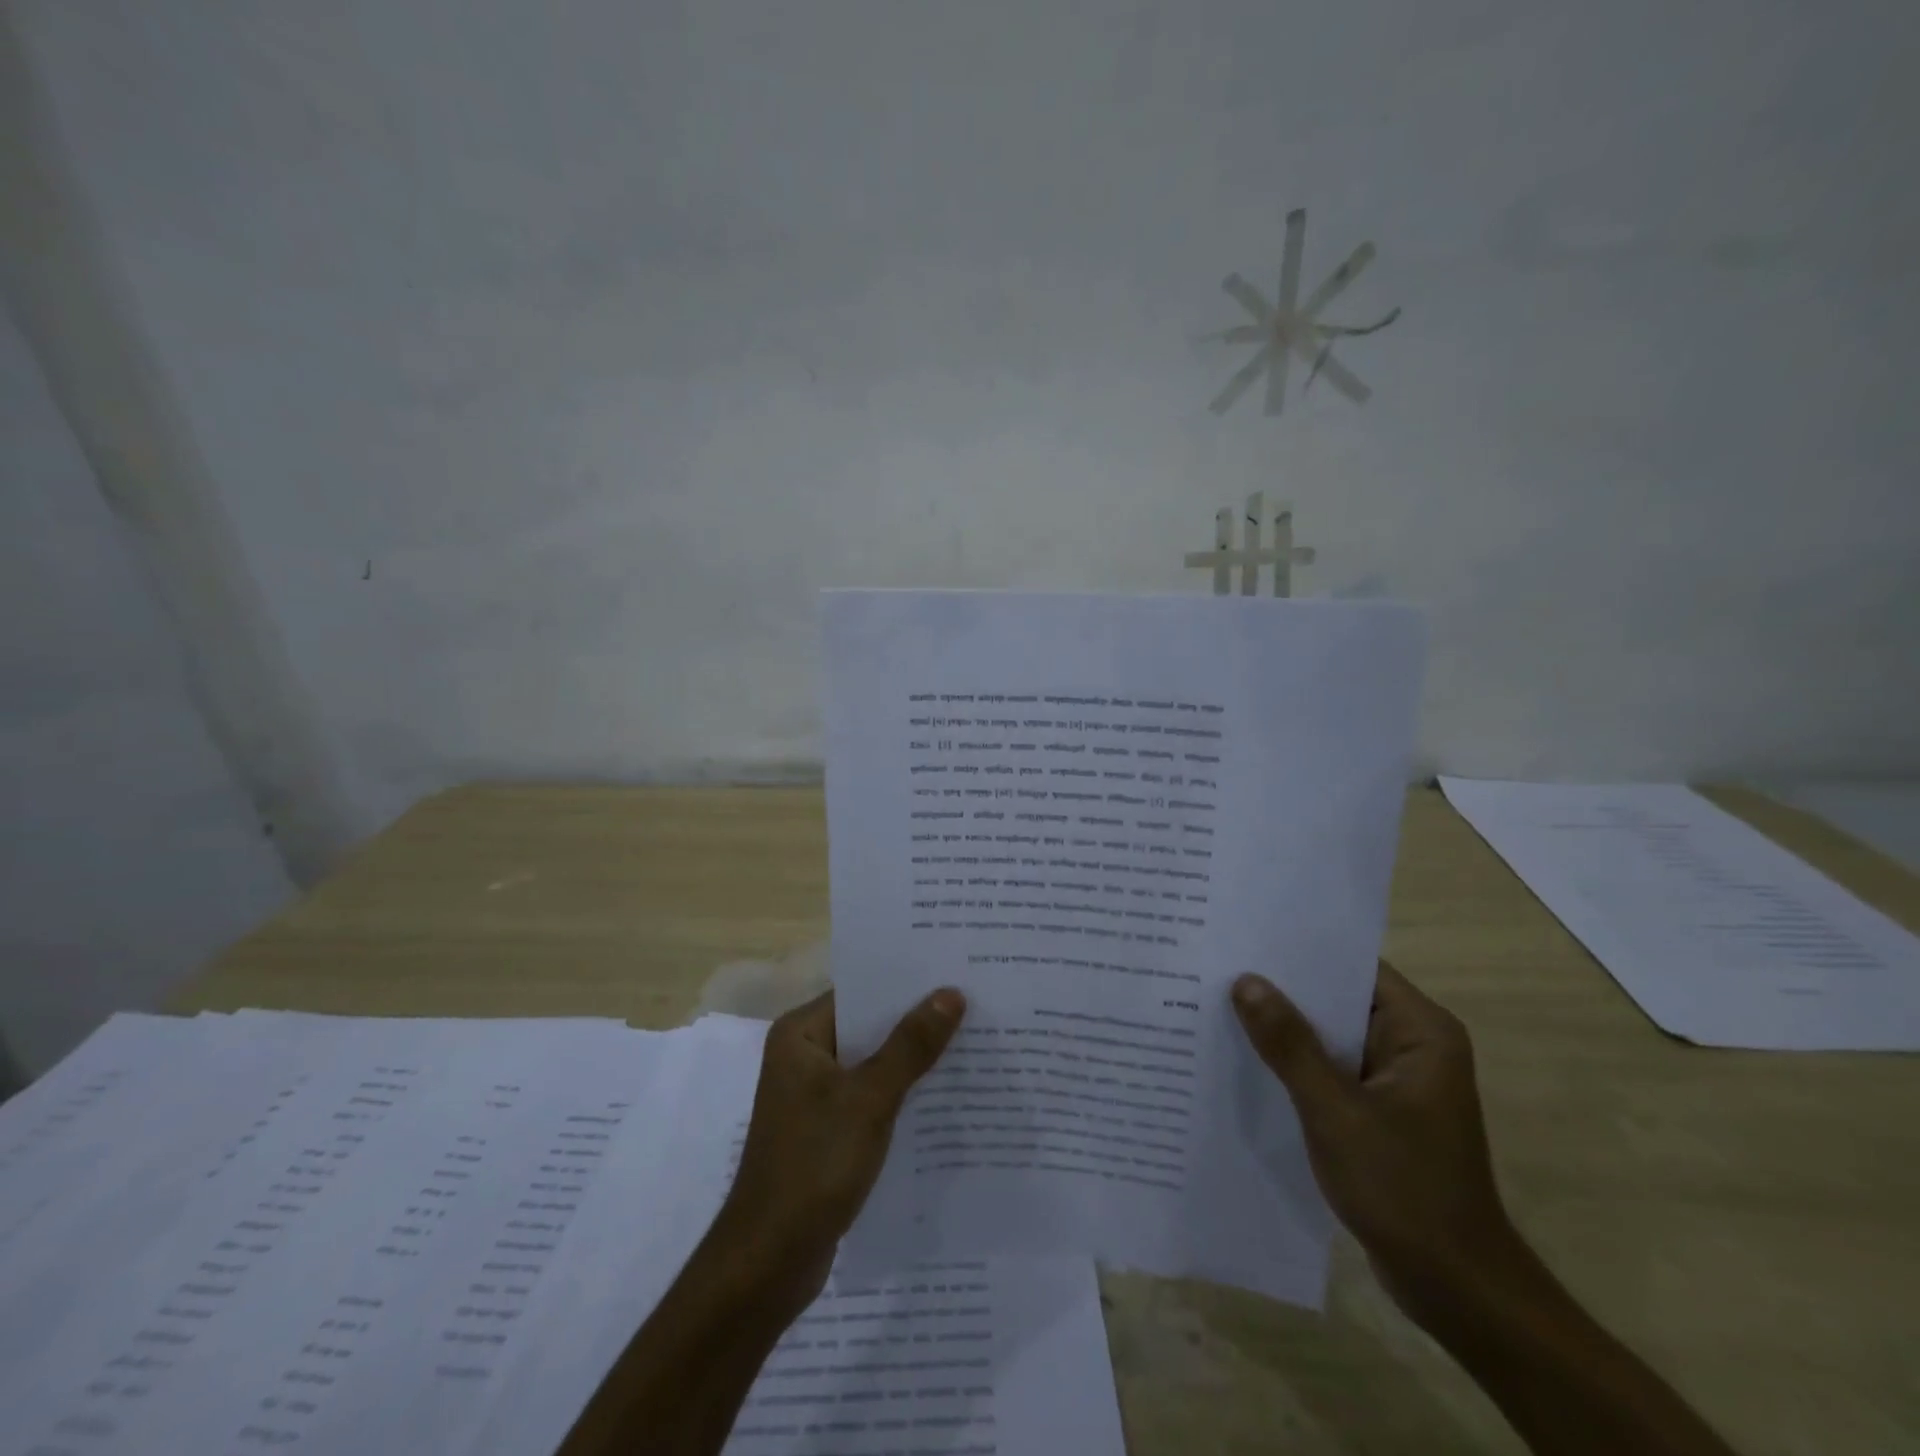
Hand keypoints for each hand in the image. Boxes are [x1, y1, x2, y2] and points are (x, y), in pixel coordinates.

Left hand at [714, 988, 965, 1311]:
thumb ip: (910, 1045)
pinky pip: (871, 1097)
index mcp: (800, 1034)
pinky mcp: (827, 1130)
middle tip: (974, 1004)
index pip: (861, 992)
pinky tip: (945, 1095)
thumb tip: (950, 993)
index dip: (907, 983)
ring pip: (873, 1063)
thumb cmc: (813, 1165)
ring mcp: (814, 1096)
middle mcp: (804, 1056)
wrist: (768, 1262)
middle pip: (869, 1026)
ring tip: (972, 1042)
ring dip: (913, 1059)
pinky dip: (901, 1094)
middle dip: (917, 1021)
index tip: (955, 972)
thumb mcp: (869, 1099)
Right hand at [1232, 962, 1523, 1322]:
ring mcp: (1395, 1080)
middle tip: (1216, 967)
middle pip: (1337, 999)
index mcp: (1420, 1031)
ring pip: (1328, 1036)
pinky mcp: (1378, 1111)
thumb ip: (1289, 1044)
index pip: (1351, 967)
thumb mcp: (1336, 1111)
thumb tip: (1245, 981)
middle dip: (1281, 990)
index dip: (1298, 951)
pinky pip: (1329, 1070)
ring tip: (1217, 1003)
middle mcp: (1411, 1045)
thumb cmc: (1404, 1189)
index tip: (1243, 938)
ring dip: (1283, 1029)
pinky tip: (1245, 1059)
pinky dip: (1293, 1064)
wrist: (1456, 1290)